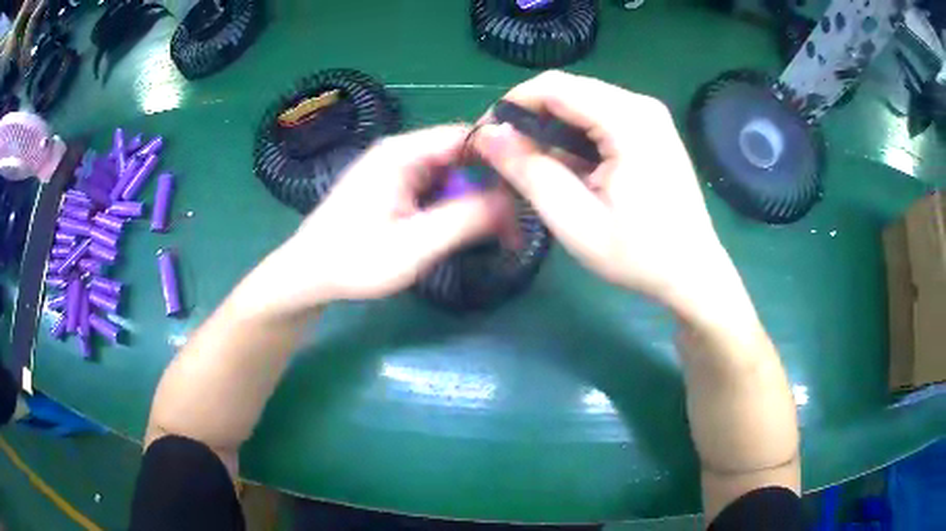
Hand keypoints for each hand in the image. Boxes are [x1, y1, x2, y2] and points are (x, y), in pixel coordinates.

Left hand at [256, 125, 512, 314]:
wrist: (306, 276)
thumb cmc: (353, 261)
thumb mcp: (415, 245)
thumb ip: (465, 219)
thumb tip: (512, 202)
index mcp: (402, 153)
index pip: (467, 136)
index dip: (500, 157)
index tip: (527, 187)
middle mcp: (400, 152)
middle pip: (461, 156)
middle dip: (489, 187)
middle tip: (513, 224)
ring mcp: (395, 170)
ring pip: (450, 175)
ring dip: (473, 200)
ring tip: (496, 232)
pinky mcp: (392, 188)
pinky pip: (434, 188)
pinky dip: (453, 207)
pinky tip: (462, 230)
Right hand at [472, 71, 751, 327]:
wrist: (693, 273)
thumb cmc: (639, 255)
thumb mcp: (576, 221)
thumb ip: (529, 172)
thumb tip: (488, 135)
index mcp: (628, 120)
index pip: (553, 86)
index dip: (511, 106)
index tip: (489, 140)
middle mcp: (640, 105)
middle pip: (566, 90)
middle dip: (529, 117)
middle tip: (508, 158)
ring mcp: (649, 115)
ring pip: (580, 101)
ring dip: (550, 127)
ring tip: (535, 166)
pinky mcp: (651, 129)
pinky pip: (599, 116)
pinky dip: (573, 135)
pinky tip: (570, 167)